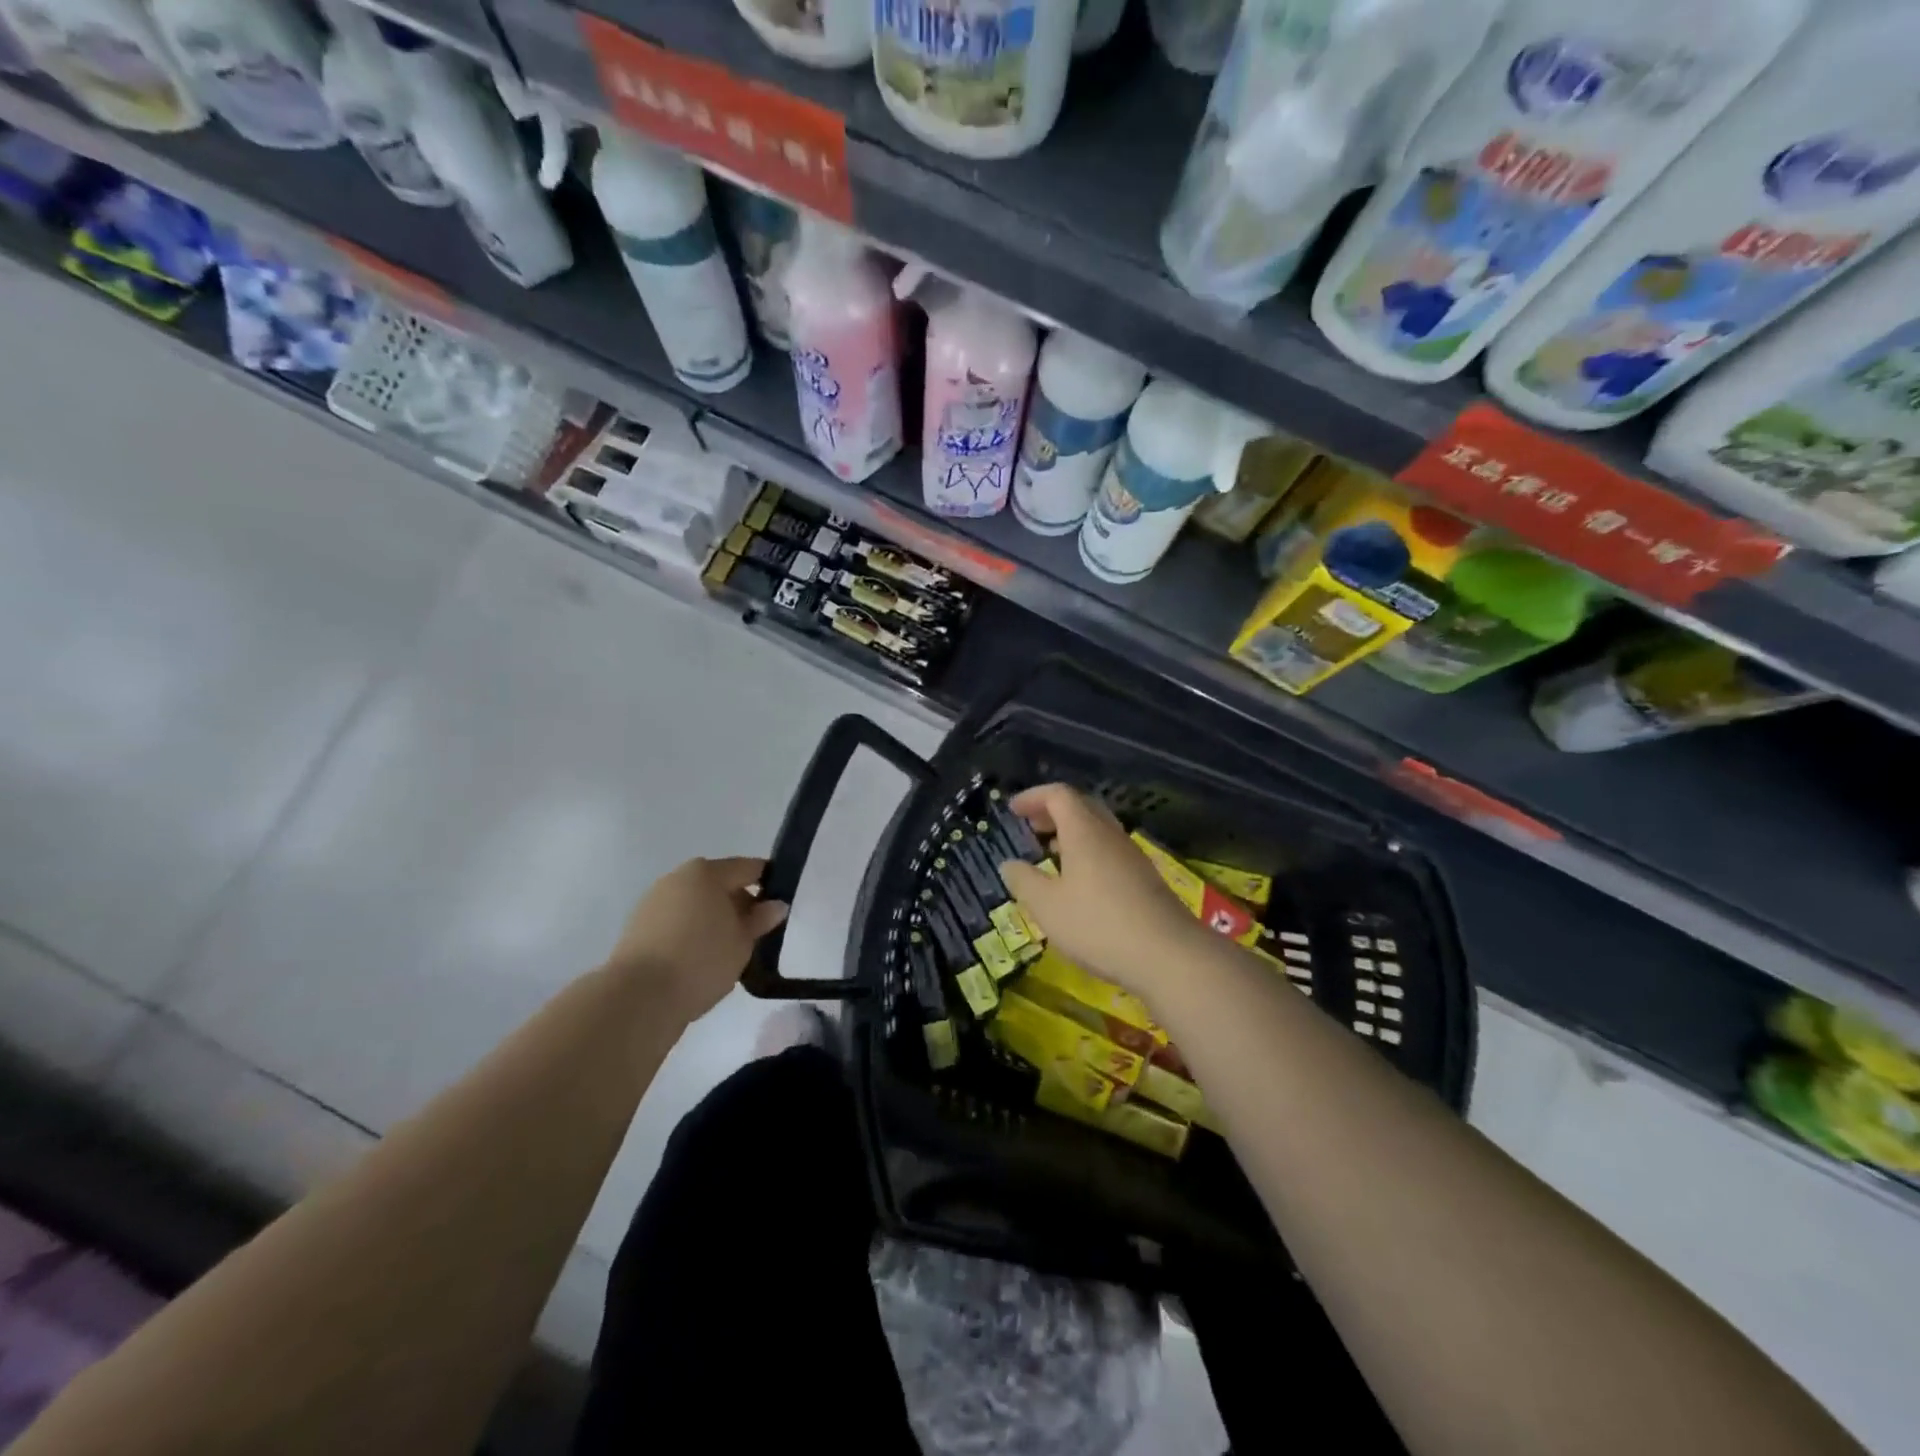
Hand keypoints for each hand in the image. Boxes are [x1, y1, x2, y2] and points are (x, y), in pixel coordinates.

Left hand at [602, 857, 787, 1022]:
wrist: (638, 998)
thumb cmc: (700, 960)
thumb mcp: (742, 942)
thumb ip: (760, 920)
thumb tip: (776, 904)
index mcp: (706, 873)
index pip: (747, 868)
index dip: (768, 882)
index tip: (780, 905)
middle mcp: (677, 879)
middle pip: (719, 884)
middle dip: (739, 904)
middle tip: (756, 934)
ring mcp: (654, 902)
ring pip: (696, 905)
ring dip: (714, 920)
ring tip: (728, 951)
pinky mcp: (638, 929)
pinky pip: (677, 923)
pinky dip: (692, 933)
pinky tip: (701, 960)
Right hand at [998, 784, 1208, 1000]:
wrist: (1169, 955)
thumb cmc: (1098, 924)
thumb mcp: (1047, 906)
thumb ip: (1024, 881)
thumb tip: (1009, 864)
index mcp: (1085, 831)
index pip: (1058, 795)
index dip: (1033, 796)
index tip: (1013, 810)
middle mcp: (1110, 835)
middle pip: (1082, 806)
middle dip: (1053, 811)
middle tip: (1031, 827)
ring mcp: (1132, 857)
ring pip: (1098, 830)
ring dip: (1072, 833)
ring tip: (1051, 854)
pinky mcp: (1145, 880)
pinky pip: (1110, 851)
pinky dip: (1088, 853)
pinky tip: (1080, 883)